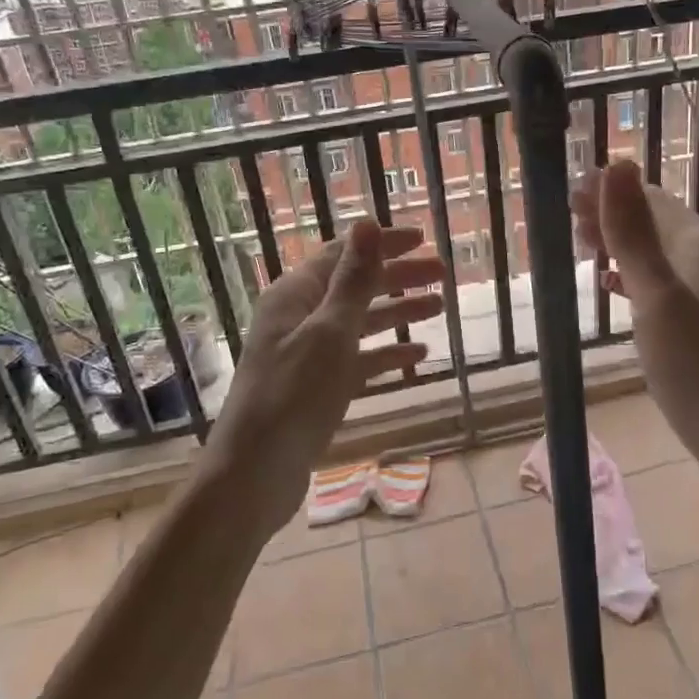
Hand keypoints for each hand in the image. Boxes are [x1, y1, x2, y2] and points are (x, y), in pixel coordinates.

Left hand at [211, 221, 444, 534]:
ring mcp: (307, 354)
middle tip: (444, 275)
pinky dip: (385, 355)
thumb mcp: (330, 333)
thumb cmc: (293, 397)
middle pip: (355, 286)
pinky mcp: (316, 387)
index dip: (384, 244)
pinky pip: (357, 360)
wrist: (254, 475)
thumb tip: (366, 222)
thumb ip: (353, 280)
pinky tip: (417, 358)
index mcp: (295, 295)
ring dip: (398, 314)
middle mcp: (299, 317)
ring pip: (360, 323)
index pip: (344, 254)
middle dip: (399, 278)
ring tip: (440, 309)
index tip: (424, 239)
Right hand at [572, 160, 698, 504]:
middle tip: (568, 224)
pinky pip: (676, 285)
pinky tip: (624, 292)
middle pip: (662, 226)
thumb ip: (634, 235)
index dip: (610, 192)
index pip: (653, 201)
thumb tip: (617, 164)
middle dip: (616, 217)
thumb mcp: (658, 302)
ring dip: (627, 248)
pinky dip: (643, 278)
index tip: (567, 192)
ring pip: (668, 257)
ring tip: (586, 252)